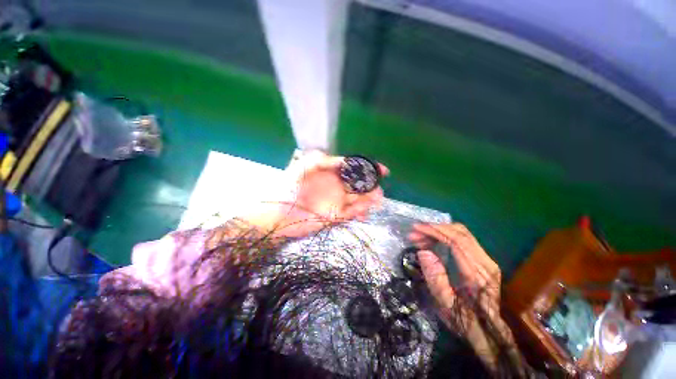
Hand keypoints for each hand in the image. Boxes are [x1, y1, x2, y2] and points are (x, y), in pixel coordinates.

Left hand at [246, 150, 388, 237]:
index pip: (354, 168)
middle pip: (360, 185)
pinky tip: (365, 210)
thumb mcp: (305, 165)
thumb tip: (345, 160)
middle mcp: (337, 186)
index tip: (382, 171)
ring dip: (370, 200)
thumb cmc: (290, 186)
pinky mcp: (335, 216)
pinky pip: (352, 212)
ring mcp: (337, 201)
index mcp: (332, 173)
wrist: (279, 213)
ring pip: (359, 199)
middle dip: (372, 186)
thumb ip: (324, 159)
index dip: (369, 168)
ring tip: (377, 200)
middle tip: (379, 190)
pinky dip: (360, 211)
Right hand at [409, 223, 520, 370]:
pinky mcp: (483, 260)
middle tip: (415, 233)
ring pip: (462, 233)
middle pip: (459, 232)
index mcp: (477, 274)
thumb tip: (423, 252)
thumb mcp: (446, 305)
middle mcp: (485, 262)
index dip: (434, 231)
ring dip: (439, 231)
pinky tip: (432, 241)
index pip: (455, 241)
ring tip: (420, 237)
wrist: (491, 332)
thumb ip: (435, 278)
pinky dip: (445, 236)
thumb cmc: (466, 321)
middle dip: (434, 228)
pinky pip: (463, 239)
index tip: (416, 229)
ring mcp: (487, 259)